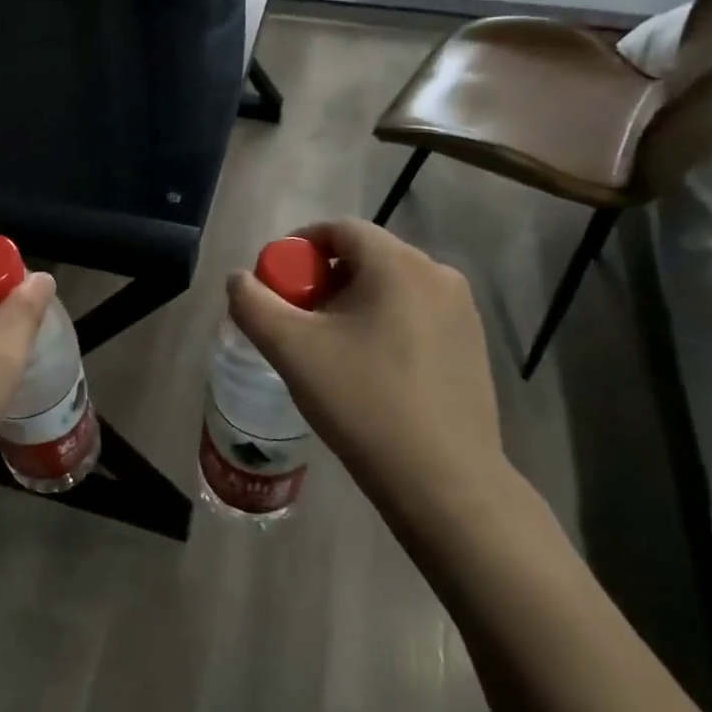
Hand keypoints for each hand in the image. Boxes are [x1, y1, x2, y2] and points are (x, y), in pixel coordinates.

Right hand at [226, 218, 507, 537]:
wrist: (444, 482)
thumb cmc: (363, 403)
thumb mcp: (291, 349)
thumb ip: (253, 304)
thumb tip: (239, 279)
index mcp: (398, 264)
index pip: (338, 229)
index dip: (297, 247)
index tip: (276, 283)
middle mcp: (437, 274)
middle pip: (364, 256)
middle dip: (322, 280)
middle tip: (297, 320)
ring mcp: (462, 310)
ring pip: (390, 286)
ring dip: (351, 303)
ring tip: (329, 347)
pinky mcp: (472, 344)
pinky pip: (414, 313)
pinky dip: (382, 322)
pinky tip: (369, 368)